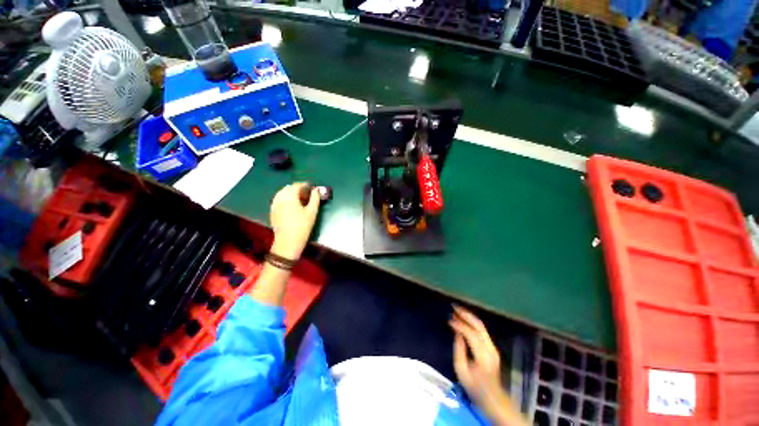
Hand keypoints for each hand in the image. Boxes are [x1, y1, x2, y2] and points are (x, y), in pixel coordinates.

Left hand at [269, 182, 320, 259]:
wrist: (288, 242)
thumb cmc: (302, 226)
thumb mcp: (312, 212)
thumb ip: (315, 198)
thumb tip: (316, 190)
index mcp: (289, 196)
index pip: (297, 185)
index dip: (305, 185)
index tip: (312, 188)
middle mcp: (280, 198)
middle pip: (288, 188)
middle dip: (298, 189)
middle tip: (307, 194)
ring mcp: (274, 204)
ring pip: (282, 193)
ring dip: (291, 193)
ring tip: (300, 200)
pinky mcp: (272, 211)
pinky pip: (278, 199)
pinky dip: (285, 199)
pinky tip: (292, 206)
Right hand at [450, 305, 526, 425]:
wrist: (494, 398)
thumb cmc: (474, 387)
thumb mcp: (461, 371)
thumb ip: (459, 350)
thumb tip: (457, 332)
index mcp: (483, 356)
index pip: (471, 334)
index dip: (459, 325)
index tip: (449, 320)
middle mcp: (491, 349)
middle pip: (479, 326)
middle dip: (466, 314)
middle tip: (453, 307)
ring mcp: (493, 347)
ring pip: (481, 326)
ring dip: (469, 316)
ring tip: (457, 310)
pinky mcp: (492, 347)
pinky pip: (482, 330)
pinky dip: (472, 322)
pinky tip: (464, 319)